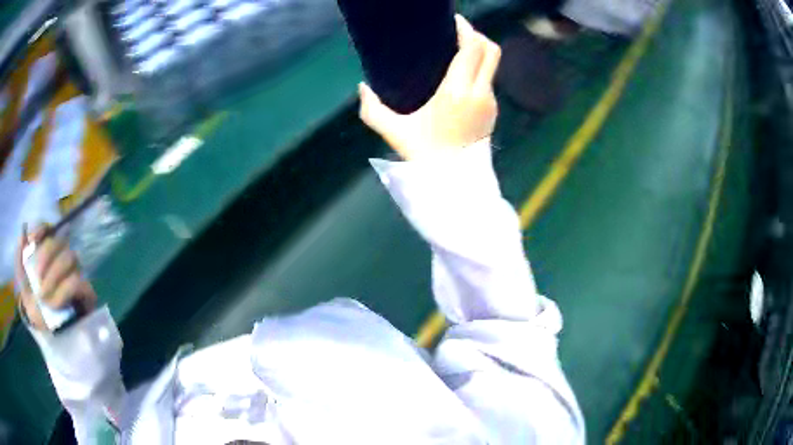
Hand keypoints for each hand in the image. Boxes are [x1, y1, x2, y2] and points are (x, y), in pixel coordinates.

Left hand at [15, 226, 96, 331]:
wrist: (43, 328)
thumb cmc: (31, 300)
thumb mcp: (21, 279)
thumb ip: (20, 256)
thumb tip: (22, 234)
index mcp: (47, 250)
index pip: (48, 228)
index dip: (41, 229)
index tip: (31, 241)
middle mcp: (62, 256)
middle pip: (59, 241)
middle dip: (46, 257)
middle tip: (37, 279)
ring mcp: (75, 272)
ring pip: (69, 258)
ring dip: (53, 277)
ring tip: (45, 298)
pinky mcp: (86, 292)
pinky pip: (77, 282)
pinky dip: (63, 292)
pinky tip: (54, 305)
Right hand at [359, 15, 500, 160]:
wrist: (455, 182)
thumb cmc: (424, 155)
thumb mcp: (393, 132)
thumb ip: (372, 109)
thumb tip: (362, 87)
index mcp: (457, 91)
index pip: (472, 48)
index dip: (466, 29)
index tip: (454, 21)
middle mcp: (479, 92)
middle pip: (490, 50)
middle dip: (476, 35)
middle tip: (457, 32)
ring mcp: (490, 102)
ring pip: (492, 64)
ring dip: (478, 52)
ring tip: (458, 51)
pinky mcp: (493, 111)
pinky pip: (489, 79)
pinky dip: (479, 69)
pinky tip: (462, 75)